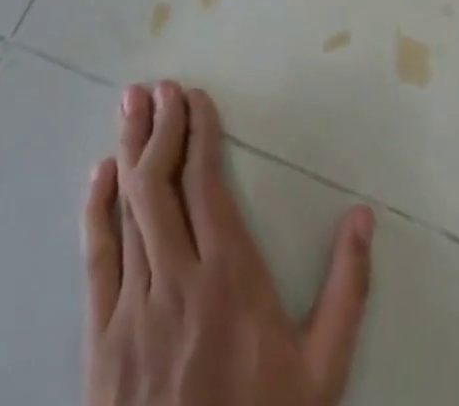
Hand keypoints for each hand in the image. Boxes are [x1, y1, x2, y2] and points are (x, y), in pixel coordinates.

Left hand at [84, 81, 374, 405]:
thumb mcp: (322, 371)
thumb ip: (346, 289)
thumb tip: (362, 215)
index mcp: (231, 278)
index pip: (207, 183)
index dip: (199, 133)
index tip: (195, 97)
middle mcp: (178, 280)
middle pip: (162, 184)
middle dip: (161, 127)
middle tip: (159, 86)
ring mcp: (133, 309)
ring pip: (128, 210)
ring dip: (130, 151)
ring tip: (131, 105)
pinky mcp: (101, 341)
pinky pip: (96, 260)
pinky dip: (96, 210)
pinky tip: (99, 174)